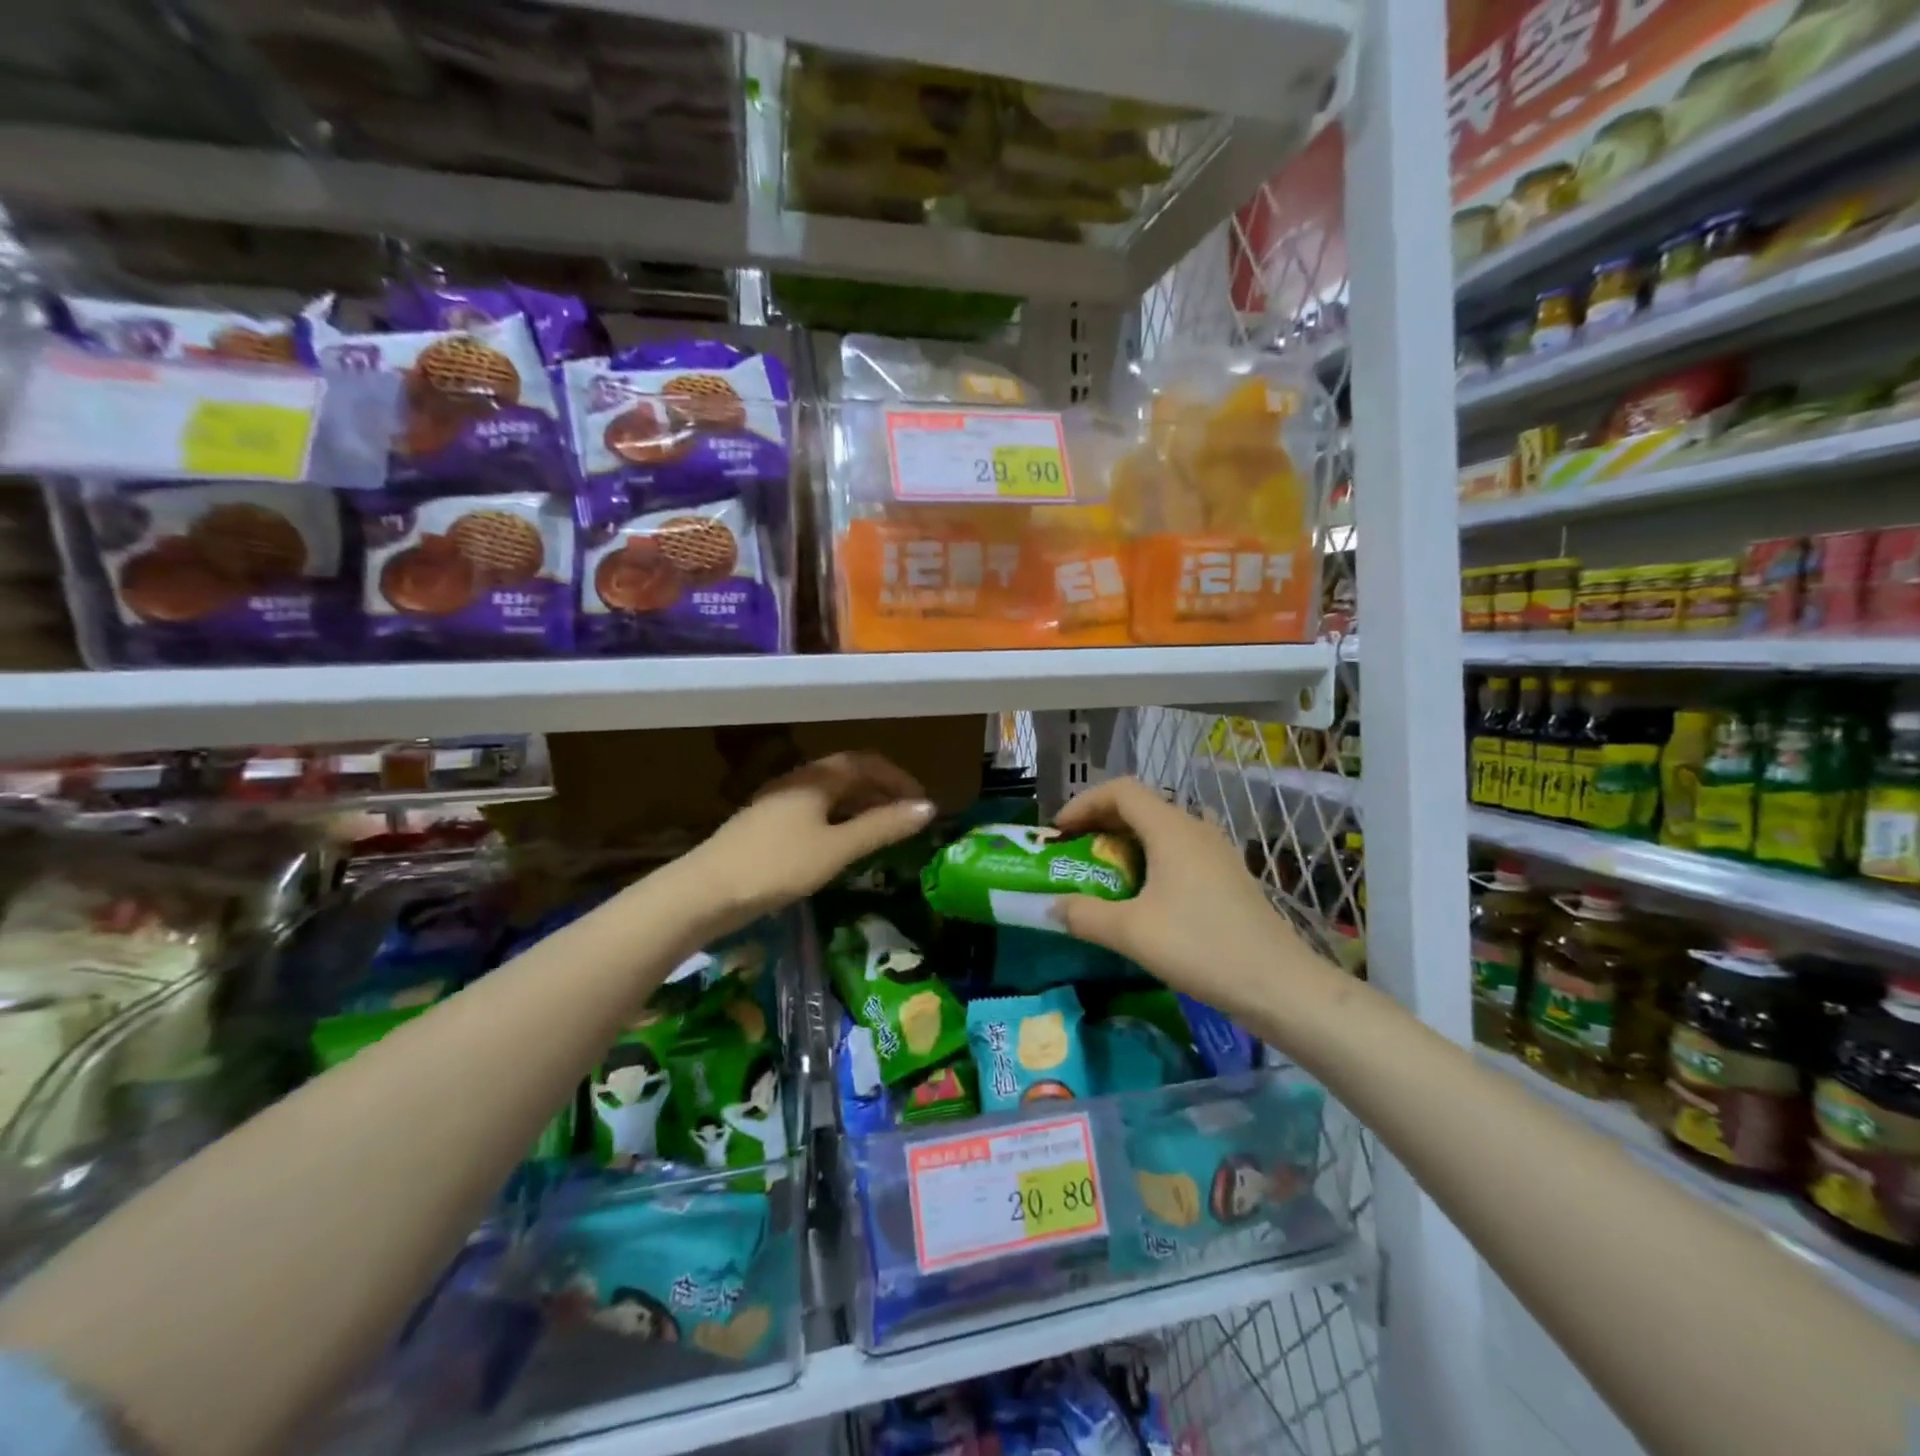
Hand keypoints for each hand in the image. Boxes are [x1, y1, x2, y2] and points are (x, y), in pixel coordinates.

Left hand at [682, 752, 934, 936]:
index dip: (899, 778)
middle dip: (882, 790)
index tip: (923, 803)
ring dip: (861, 805)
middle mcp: (797, 780)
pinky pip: (815, 811)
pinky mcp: (766, 825)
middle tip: (908, 817)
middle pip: (848, 775)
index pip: (867, 763)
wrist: (704, 892)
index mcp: (816, 777)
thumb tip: (928, 807)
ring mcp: (778, 802)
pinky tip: (843, 845)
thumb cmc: (777, 866)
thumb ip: (882, 827)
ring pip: (830, 794)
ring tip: (883, 831)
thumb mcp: (837, 848)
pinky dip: (839, 820)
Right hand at [1051, 777, 1337, 1023]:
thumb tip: (1052, 907)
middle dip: (1100, 822)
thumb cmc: (1201, 947)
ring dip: (1126, 841)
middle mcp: (1195, 828)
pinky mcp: (1227, 875)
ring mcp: (1216, 851)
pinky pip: (1178, 850)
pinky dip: (1150, 858)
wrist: (1279, 985)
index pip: (1120, 790)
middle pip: (1140, 806)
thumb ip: (1085, 915)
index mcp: (1171, 828)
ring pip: (1160, 829)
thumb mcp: (1132, 933)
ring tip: (1103, 871)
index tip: (1059, 831)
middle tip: (1073, 851)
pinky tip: (1143, 895)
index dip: (1084, 803)